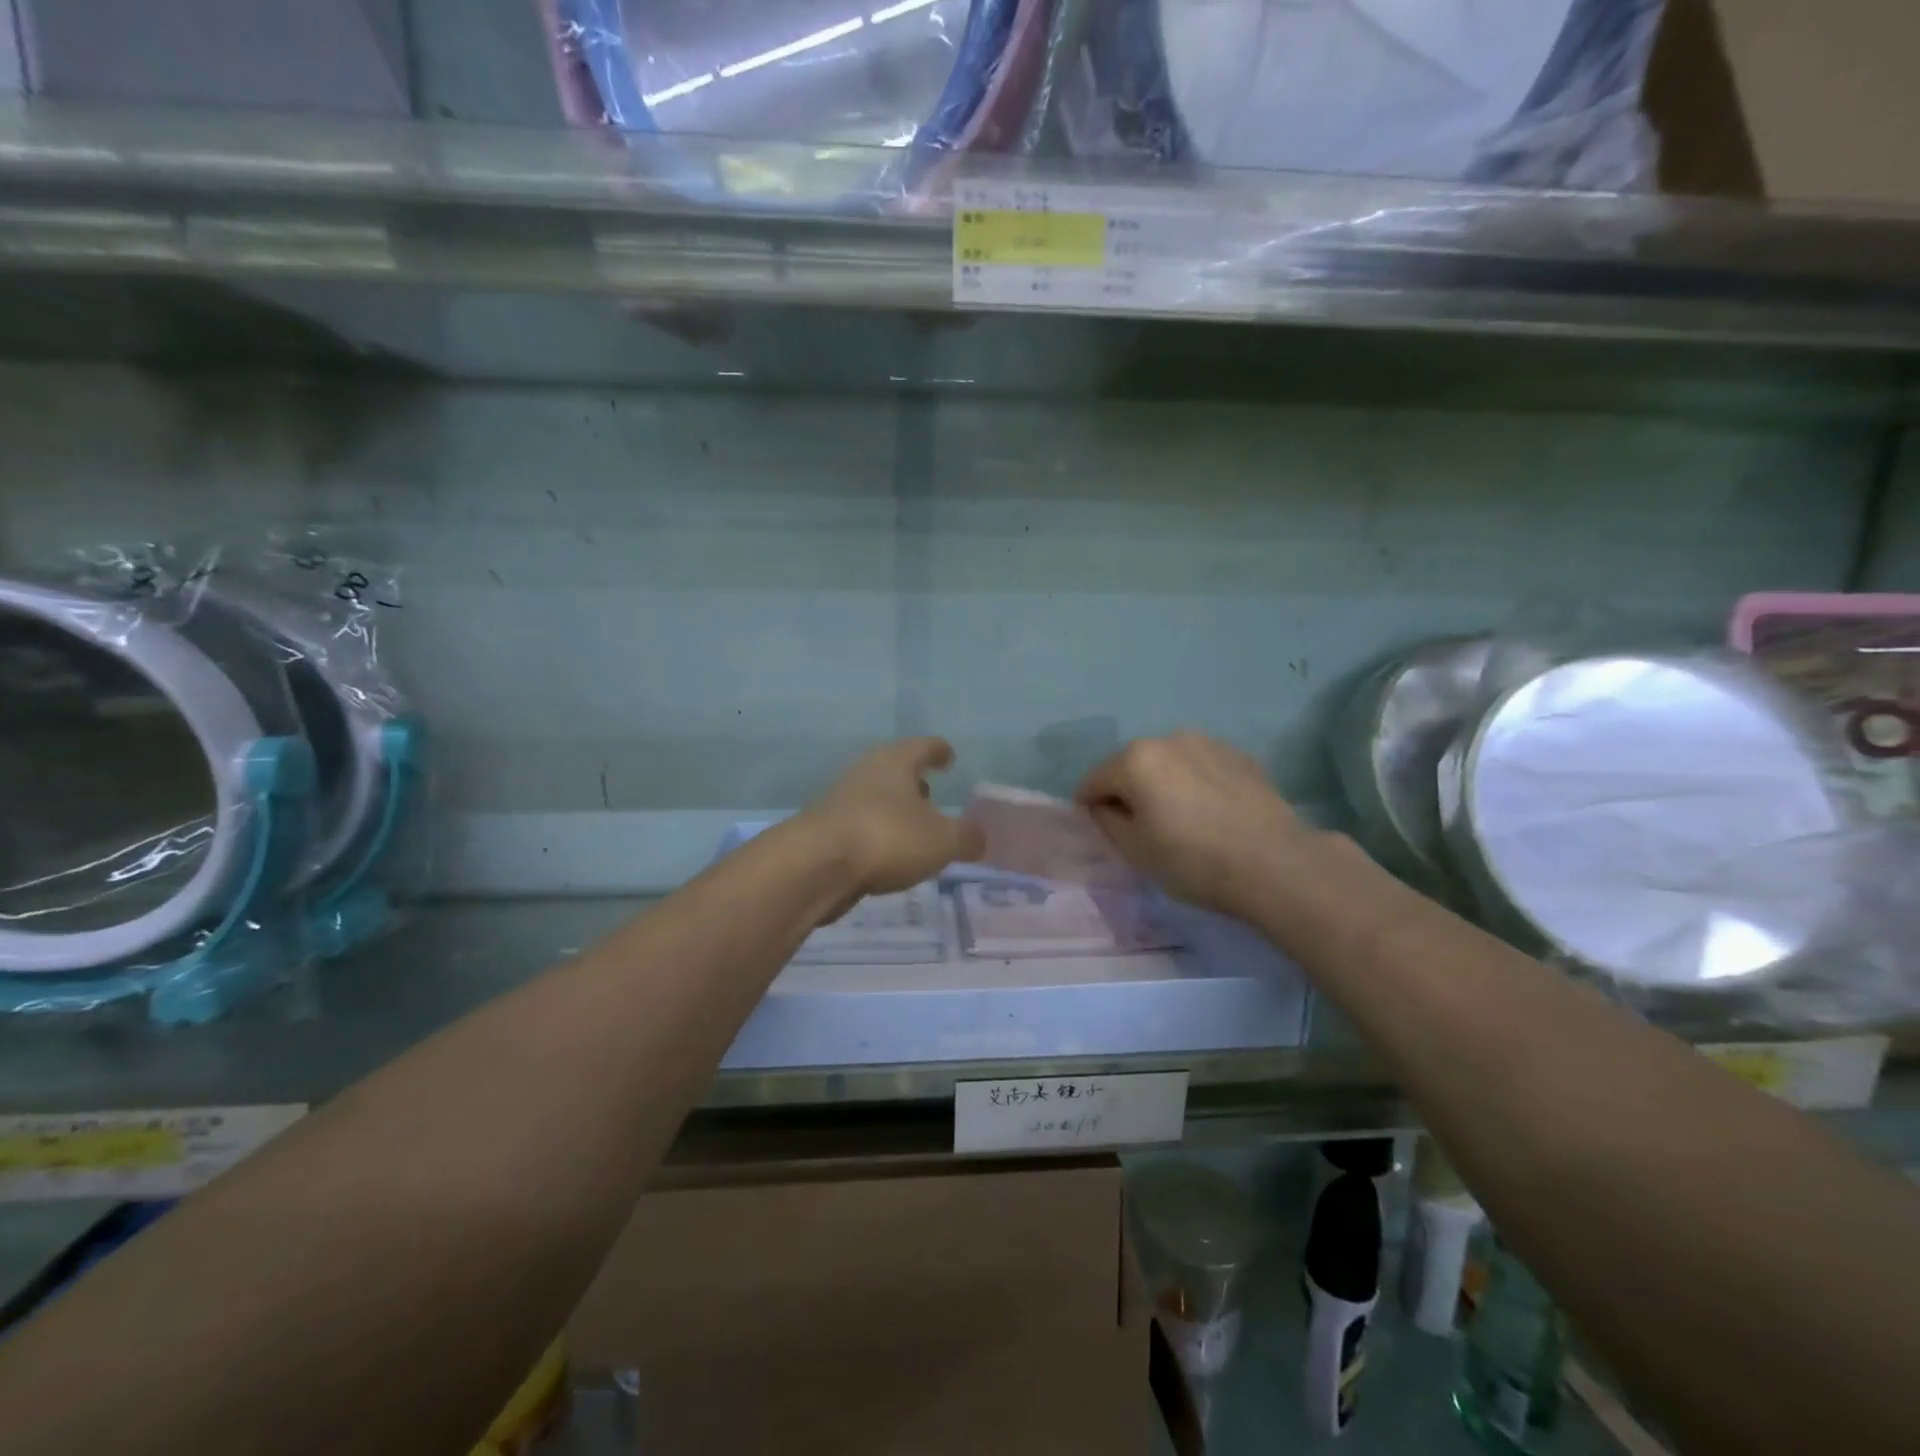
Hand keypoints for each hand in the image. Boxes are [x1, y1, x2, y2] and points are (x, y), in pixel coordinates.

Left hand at [798, 737, 984, 902]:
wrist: (815, 865)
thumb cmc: (887, 837)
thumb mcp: (942, 841)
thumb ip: (966, 838)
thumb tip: (980, 838)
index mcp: (896, 761)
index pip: (923, 746)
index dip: (938, 751)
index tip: (949, 756)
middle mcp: (866, 772)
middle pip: (894, 770)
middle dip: (913, 782)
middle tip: (931, 794)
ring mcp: (840, 801)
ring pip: (875, 799)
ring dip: (893, 810)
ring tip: (913, 830)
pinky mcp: (824, 831)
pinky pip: (860, 826)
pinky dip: (876, 835)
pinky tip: (886, 856)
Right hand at [1075, 732, 1316, 917]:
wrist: (1275, 864)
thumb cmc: (1193, 860)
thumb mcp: (1135, 851)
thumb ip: (1107, 822)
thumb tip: (1105, 806)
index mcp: (1135, 759)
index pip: (1093, 780)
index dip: (1088, 807)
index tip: (1098, 830)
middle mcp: (1168, 738)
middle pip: (1130, 765)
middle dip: (1127, 791)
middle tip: (1139, 827)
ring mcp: (1207, 742)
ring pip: (1167, 763)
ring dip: (1162, 784)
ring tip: (1178, 818)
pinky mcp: (1239, 755)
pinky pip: (1199, 767)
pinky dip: (1193, 783)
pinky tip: (1209, 812)